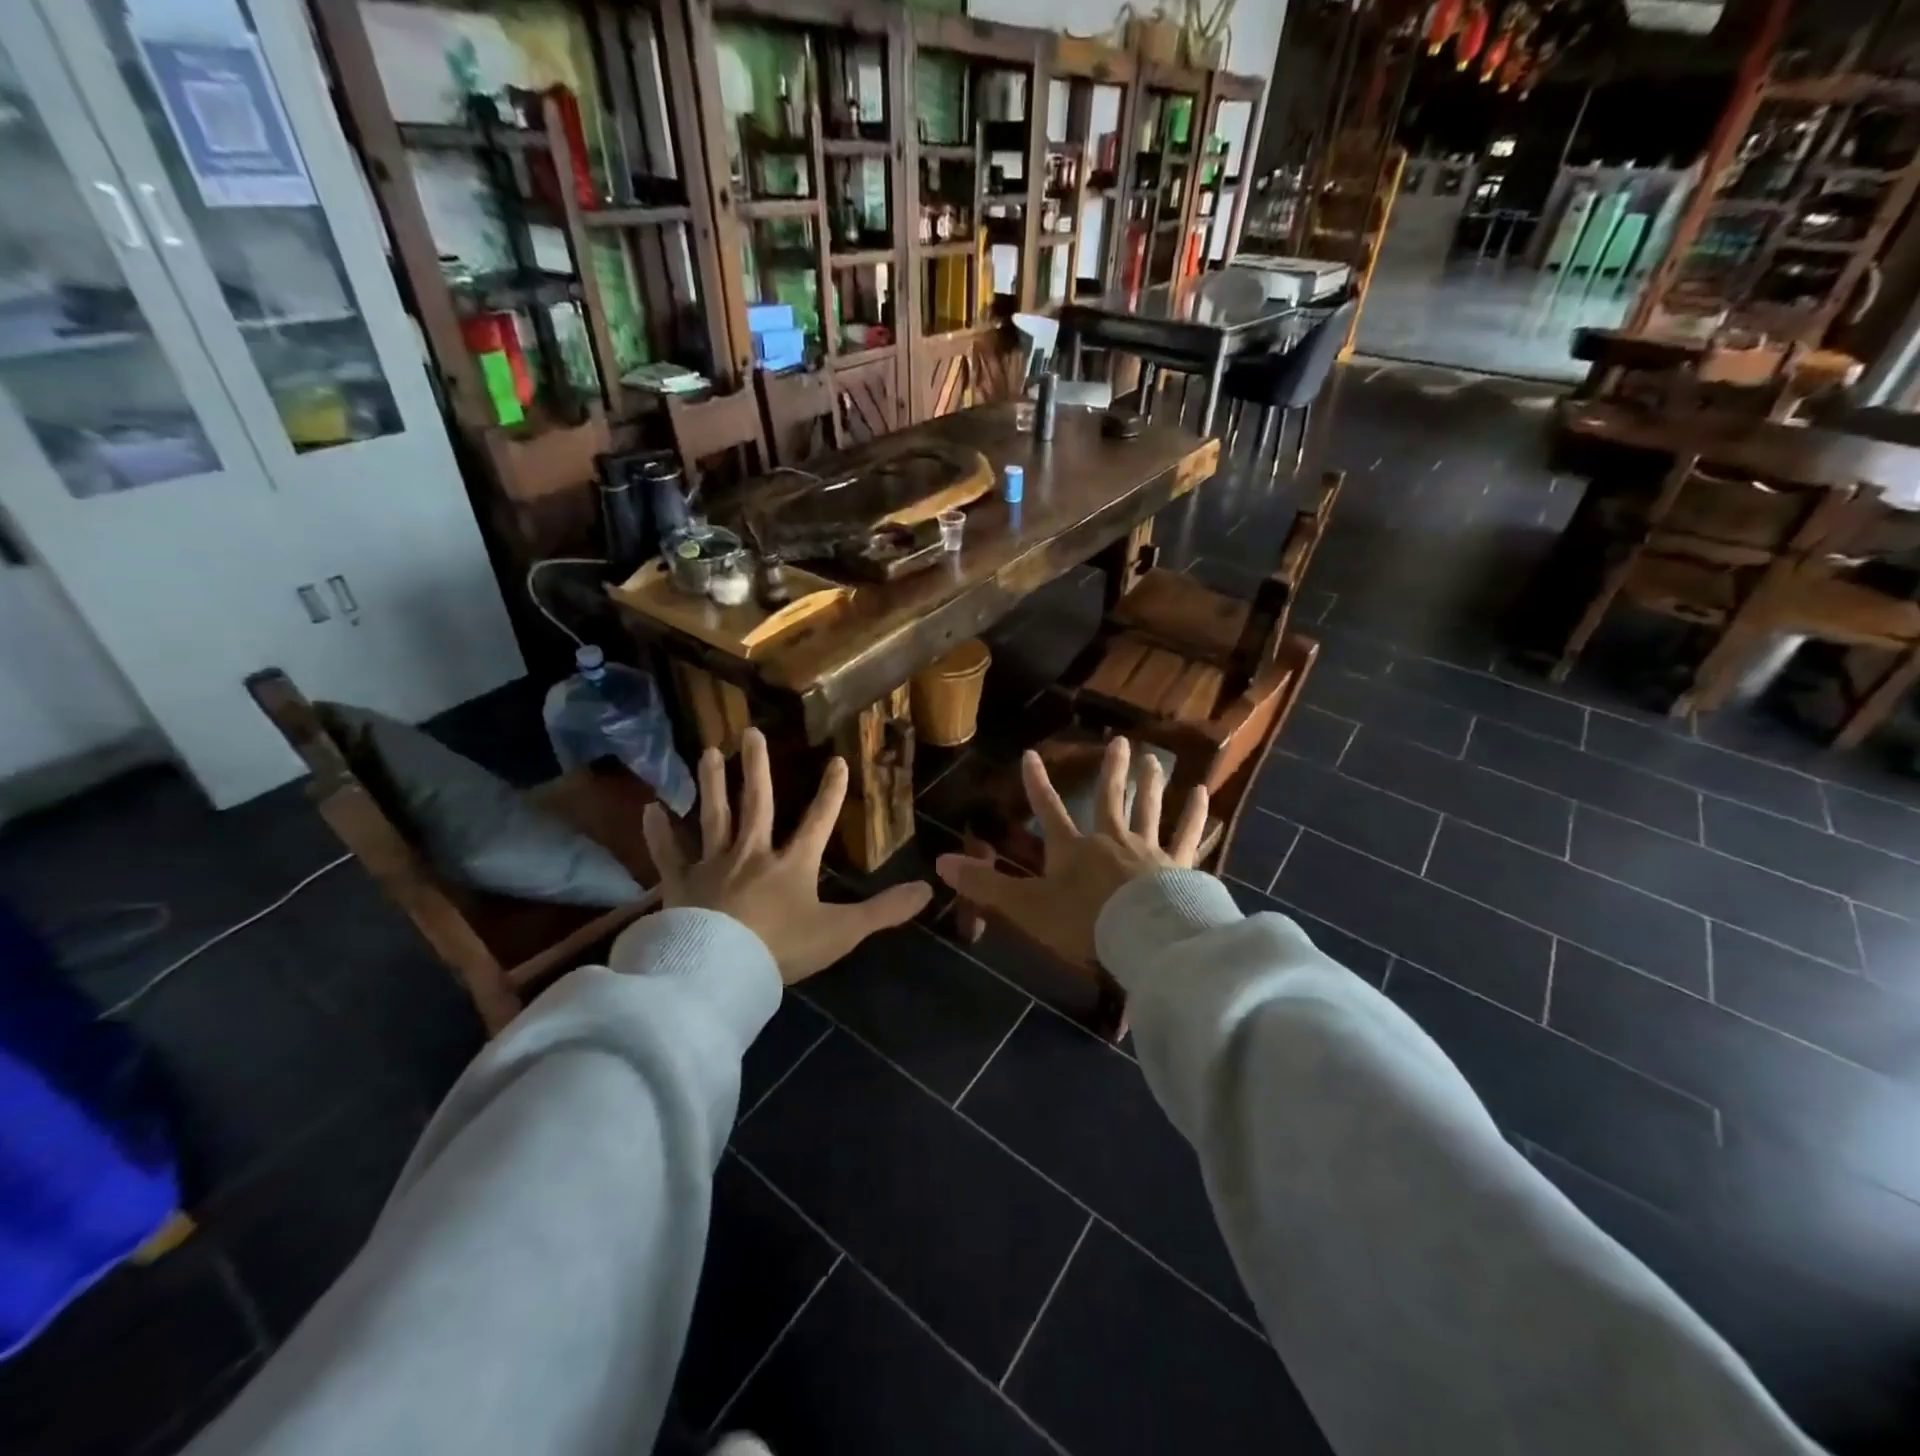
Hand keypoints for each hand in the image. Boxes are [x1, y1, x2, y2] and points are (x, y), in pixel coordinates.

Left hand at [641, 728, 931, 983]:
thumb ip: (884, 911)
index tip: (838, 761)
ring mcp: (712, 866)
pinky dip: (658, 833)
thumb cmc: (782, 950)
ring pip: (713, 816)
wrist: (720, 972)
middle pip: (756, 804)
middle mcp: (752, 854)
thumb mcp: (841, 932)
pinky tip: (650, 808)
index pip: (818, 821)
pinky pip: (668, 854)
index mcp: (792, 864)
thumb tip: (928, 890)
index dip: (831, 792)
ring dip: (712, 784)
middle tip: (749, 732)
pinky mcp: (680, 885)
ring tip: (708, 753)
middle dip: (757, 768)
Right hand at [934, 737, 1207, 965]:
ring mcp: (1148, 851)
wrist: (1142, 938)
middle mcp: (1111, 840)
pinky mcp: (1179, 867)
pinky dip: (1195, 816)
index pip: (1048, 810)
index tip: (1031, 755)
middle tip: (1121, 741)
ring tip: (1155, 760)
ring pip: (1150, 810)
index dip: (1036, 784)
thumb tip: (940, 863)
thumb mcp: (1026, 907)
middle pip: (1110, 799)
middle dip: (1112, 771)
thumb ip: (986, 886)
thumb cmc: (1083, 922)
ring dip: (1151, 784)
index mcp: (1073, 849)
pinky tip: (1203, 796)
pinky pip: (1187, 836)